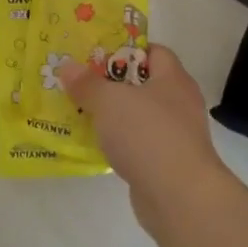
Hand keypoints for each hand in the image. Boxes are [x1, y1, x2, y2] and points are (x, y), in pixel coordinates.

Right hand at [57, 46, 229, 233]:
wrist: (180, 197)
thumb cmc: (148, 135)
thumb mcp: (109, 101)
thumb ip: (87, 83)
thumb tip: (67, 66)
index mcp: (173, 79)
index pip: (154, 51)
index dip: (125, 49)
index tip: (95, 56)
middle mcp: (179, 103)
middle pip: (143, 84)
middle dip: (111, 84)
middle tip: (80, 84)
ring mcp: (176, 136)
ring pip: (138, 116)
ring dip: (112, 116)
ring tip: (80, 113)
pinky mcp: (167, 163)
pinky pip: (137, 144)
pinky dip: (118, 143)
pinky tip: (95, 146)